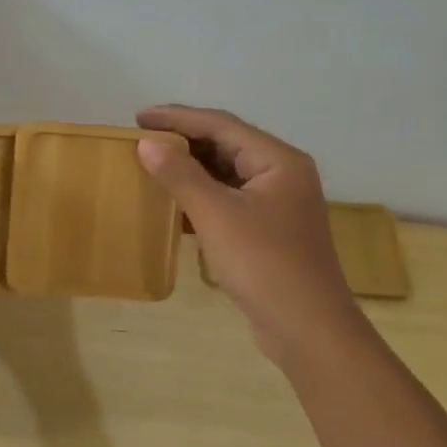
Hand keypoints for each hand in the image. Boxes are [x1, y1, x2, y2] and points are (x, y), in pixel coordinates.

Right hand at [135, 105, 361, 366]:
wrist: (307, 328)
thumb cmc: (263, 263)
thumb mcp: (216, 215)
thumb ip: (180, 175)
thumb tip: (147, 143)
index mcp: (278, 160)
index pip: (222, 125)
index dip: (178, 118)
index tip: (138, 117)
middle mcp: (282, 174)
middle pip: (226, 145)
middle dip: (184, 141)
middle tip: (142, 140)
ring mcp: (278, 204)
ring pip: (227, 174)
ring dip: (190, 170)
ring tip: (151, 167)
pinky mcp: (269, 231)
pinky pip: (229, 201)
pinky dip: (201, 198)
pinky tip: (173, 207)